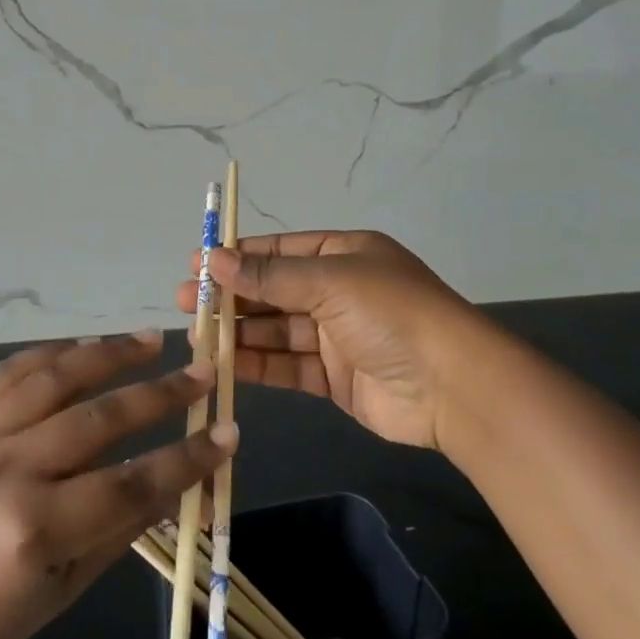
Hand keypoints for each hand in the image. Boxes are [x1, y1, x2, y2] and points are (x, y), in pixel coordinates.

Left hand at [0, 333, 234, 638]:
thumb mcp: (67, 588)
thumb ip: (124, 525)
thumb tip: (179, 479)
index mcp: (38, 526)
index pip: (133, 480)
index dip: (188, 458)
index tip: (228, 432)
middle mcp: (9, 467)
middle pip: (100, 417)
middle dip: (160, 393)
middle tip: (200, 371)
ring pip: (56, 376)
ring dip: (108, 353)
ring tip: (149, 340)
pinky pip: (10, 372)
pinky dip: (51, 353)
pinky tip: (81, 344)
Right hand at [176, 231, 474, 449]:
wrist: (452, 387)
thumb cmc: (391, 314)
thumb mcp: (330, 282)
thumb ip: (269, 276)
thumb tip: (214, 259)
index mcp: (344, 255)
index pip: (280, 251)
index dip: (239, 256)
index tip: (198, 263)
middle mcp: (338, 291)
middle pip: (273, 290)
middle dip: (231, 295)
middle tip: (187, 302)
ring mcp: (336, 337)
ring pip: (276, 330)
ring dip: (238, 331)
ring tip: (196, 335)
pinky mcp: (334, 378)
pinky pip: (287, 365)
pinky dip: (257, 364)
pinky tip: (224, 363)